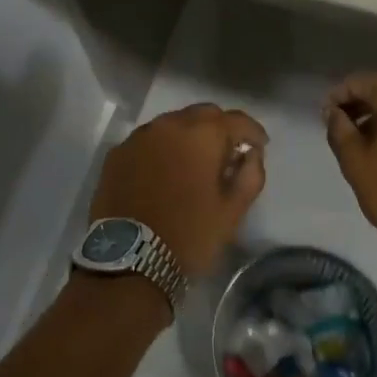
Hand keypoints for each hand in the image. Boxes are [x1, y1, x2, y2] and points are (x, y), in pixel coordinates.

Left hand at [89, 104, 267, 279]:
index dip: (253, 132)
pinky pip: (148, 140)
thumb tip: (251, 154)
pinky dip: (162, 148)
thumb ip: (250, 175)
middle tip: (227, 154)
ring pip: (173, 124)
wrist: (128, 261)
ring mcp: (139, 137)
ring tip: (194, 162)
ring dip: (189, 136)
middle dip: (220, 129)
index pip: (237, 120)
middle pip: (204, 114)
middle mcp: (169, 124)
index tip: (259, 147)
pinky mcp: (117, 154)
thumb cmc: (189, 235)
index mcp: (202, 134)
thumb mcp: (232, 211)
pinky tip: (164, 171)